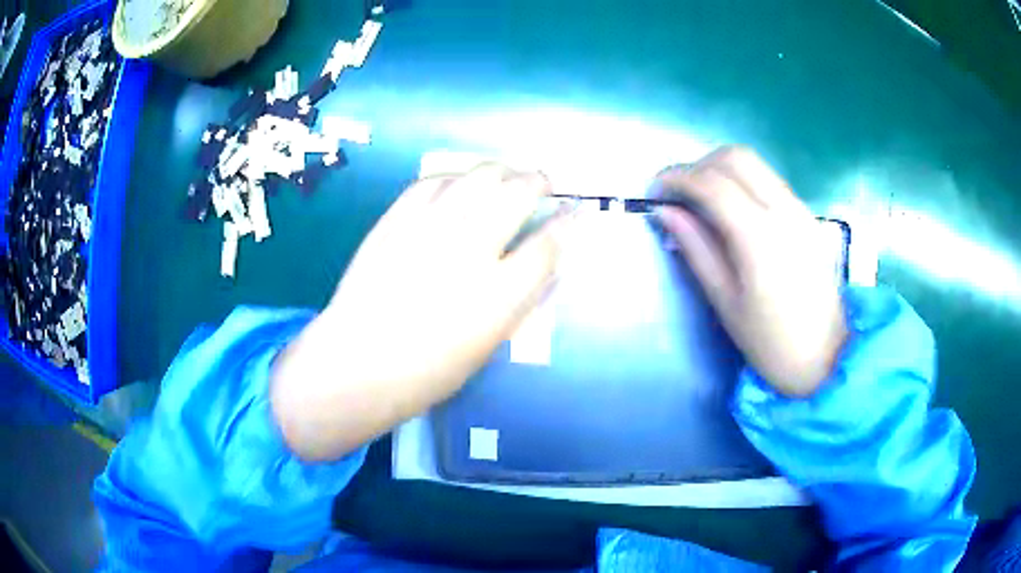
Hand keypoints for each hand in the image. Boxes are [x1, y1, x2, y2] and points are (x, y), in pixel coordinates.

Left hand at [271, 164, 567, 460]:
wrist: (358, 361)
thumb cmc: (427, 372)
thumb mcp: (488, 346)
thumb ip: (517, 302)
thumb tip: (540, 265)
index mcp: (499, 295)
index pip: (549, 244)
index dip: (568, 223)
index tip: (575, 211)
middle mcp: (470, 250)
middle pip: (517, 195)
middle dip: (538, 182)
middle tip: (542, 184)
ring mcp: (430, 229)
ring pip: (479, 177)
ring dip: (502, 170)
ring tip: (506, 175)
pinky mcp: (397, 219)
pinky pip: (433, 181)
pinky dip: (456, 178)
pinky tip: (460, 184)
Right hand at [656, 146, 846, 396]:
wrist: (827, 357)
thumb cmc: (770, 342)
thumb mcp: (725, 301)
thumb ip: (696, 248)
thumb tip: (665, 211)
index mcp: (759, 237)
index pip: (712, 183)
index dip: (677, 177)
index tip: (655, 190)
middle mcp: (783, 210)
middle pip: (735, 156)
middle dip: (699, 164)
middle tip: (679, 192)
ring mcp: (800, 209)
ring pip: (755, 163)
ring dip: (720, 169)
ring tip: (701, 199)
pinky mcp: (807, 215)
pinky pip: (769, 180)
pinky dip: (742, 180)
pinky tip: (732, 209)